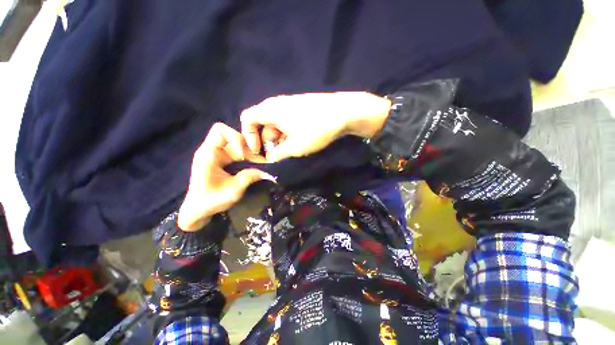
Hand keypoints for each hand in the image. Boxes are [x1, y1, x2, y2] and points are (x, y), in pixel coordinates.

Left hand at [178, 123, 275, 231]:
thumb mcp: (232, 191)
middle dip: (248, 147)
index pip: (220, 130)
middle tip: (260, 161)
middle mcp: (212, 150)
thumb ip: (249, 178)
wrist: (198, 210)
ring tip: (260, 165)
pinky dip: (248, 157)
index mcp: (208, 154)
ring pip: (238, 144)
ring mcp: (218, 155)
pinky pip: (238, 152)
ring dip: (250, 153)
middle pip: (233, 137)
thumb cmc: (210, 201)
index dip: (236, 137)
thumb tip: (267, 171)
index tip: (245, 154)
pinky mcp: (223, 160)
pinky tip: (254, 166)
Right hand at [240, 92, 390, 161]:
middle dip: (267, 141)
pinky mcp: (301, 107)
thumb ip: (279, 154)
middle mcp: (277, 104)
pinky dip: (287, 133)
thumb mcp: (295, 147)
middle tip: (277, 156)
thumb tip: (271, 159)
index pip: (247, 118)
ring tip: (289, 151)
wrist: (344, 111)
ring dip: (278, 139)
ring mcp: (290, 104)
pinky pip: (287, 121)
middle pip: (262, 123)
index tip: (258, 151)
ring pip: (276, 123)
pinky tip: (298, 142)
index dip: (248, 135)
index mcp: (270, 110)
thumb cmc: (315, 129)